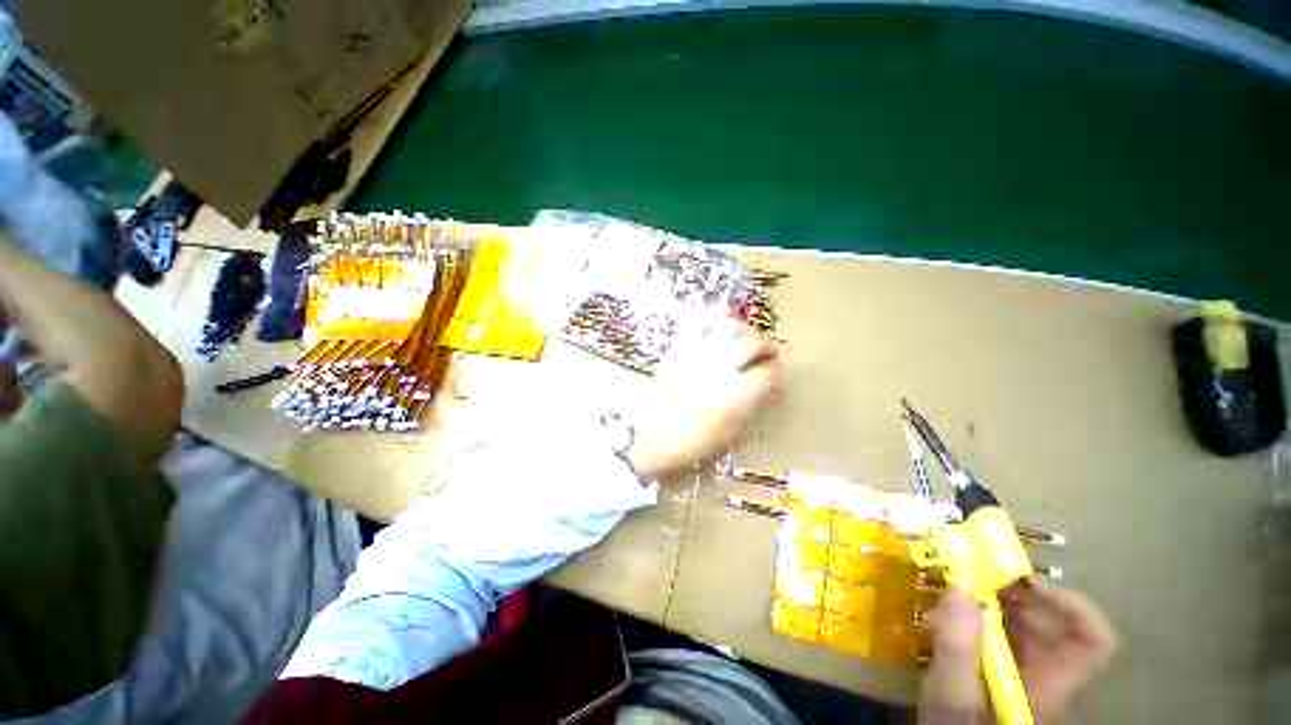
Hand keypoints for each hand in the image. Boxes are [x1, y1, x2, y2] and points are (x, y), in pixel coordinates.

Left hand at [627, 317, 779, 477]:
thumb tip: (766, 392)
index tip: (772, 373)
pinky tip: (715, 332)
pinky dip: (711, 324)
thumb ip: (748, 408)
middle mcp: (722, 367)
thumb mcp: (728, 433)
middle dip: (765, 344)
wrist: (649, 434)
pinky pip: (698, 325)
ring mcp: (699, 354)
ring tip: (743, 336)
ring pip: (728, 327)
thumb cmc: (691, 442)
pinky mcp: (679, 349)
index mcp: (737, 394)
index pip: (767, 372)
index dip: (774, 371)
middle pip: (752, 342)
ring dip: (741, 329)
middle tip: (766, 350)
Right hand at [920, 579, 1116, 723]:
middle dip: (1015, 593)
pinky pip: (1003, 632)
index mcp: (1050, 682)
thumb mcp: (952, 696)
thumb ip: (958, 650)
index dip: (1071, 603)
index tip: (1022, 580)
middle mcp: (1047, 673)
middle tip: (972, 576)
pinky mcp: (1004, 669)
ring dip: (995, 599)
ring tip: (956, 589)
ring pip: (1026, 624)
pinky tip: (951, 613)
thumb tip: (959, 590)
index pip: (1092, 640)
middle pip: (1052, 622)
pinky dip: (981, 614)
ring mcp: (1026, 672)